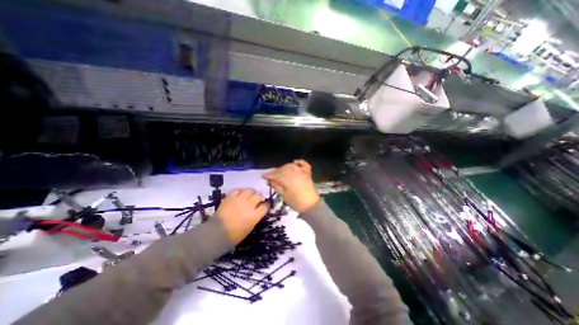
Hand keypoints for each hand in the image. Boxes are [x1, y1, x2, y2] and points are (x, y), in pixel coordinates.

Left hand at [216, 187, 270, 243]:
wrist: (216, 233)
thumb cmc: (234, 235)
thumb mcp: (249, 227)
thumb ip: (255, 217)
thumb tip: (258, 211)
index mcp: (255, 215)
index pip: (265, 206)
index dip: (266, 204)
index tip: (265, 205)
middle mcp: (249, 205)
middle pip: (258, 195)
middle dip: (259, 197)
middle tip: (257, 199)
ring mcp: (239, 200)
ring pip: (250, 190)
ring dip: (251, 192)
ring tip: (249, 195)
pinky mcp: (230, 197)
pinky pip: (238, 190)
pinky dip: (240, 191)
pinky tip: (239, 194)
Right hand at [264, 159, 320, 214]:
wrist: (311, 205)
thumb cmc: (296, 202)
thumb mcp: (284, 195)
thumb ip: (276, 186)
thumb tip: (270, 180)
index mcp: (287, 179)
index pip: (275, 175)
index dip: (268, 175)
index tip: (263, 176)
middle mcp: (294, 173)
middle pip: (282, 169)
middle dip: (275, 171)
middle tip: (270, 175)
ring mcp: (302, 172)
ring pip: (291, 166)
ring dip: (284, 167)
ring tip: (279, 171)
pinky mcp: (307, 174)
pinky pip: (304, 165)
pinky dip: (300, 162)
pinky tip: (295, 162)